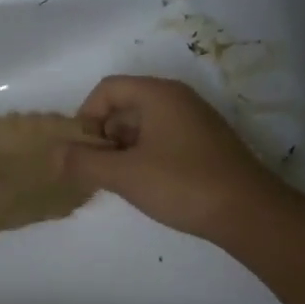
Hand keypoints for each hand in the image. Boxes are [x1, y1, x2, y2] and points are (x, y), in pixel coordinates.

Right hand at [58, 75, 284, 240]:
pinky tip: (146, 185)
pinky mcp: (206, 144)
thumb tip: (53, 155)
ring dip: (122, 149)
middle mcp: (178, 99)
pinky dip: (145, 156)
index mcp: (158, 95)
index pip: (107, 89)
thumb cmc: (182, 184)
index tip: (82, 150)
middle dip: (103, 135)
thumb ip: (83, 162)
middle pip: (124, 106)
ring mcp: (195, 121)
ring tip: (121, 181)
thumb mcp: (123, 175)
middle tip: (99, 169)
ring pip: (143, 125)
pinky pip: (162, 139)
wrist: (251, 214)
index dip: (86, 116)